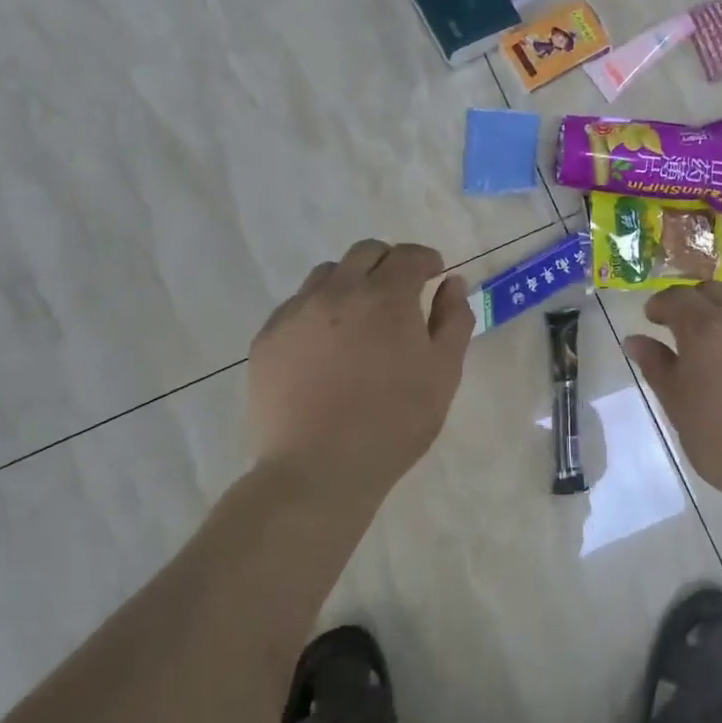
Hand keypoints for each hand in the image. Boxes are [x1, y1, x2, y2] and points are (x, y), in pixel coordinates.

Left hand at [250, 240, 472, 496]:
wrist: (318, 470)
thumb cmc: (393, 423)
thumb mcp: (443, 374)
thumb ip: (453, 320)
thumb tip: (452, 283)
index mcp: (386, 296)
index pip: (410, 255)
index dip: (427, 261)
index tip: (433, 277)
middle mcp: (338, 290)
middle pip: (366, 252)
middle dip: (389, 264)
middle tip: (400, 295)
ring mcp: (296, 312)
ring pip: (327, 274)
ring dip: (350, 282)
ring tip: (359, 320)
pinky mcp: (268, 338)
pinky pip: (296, 306)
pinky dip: (318, 311)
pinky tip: (324, 348)